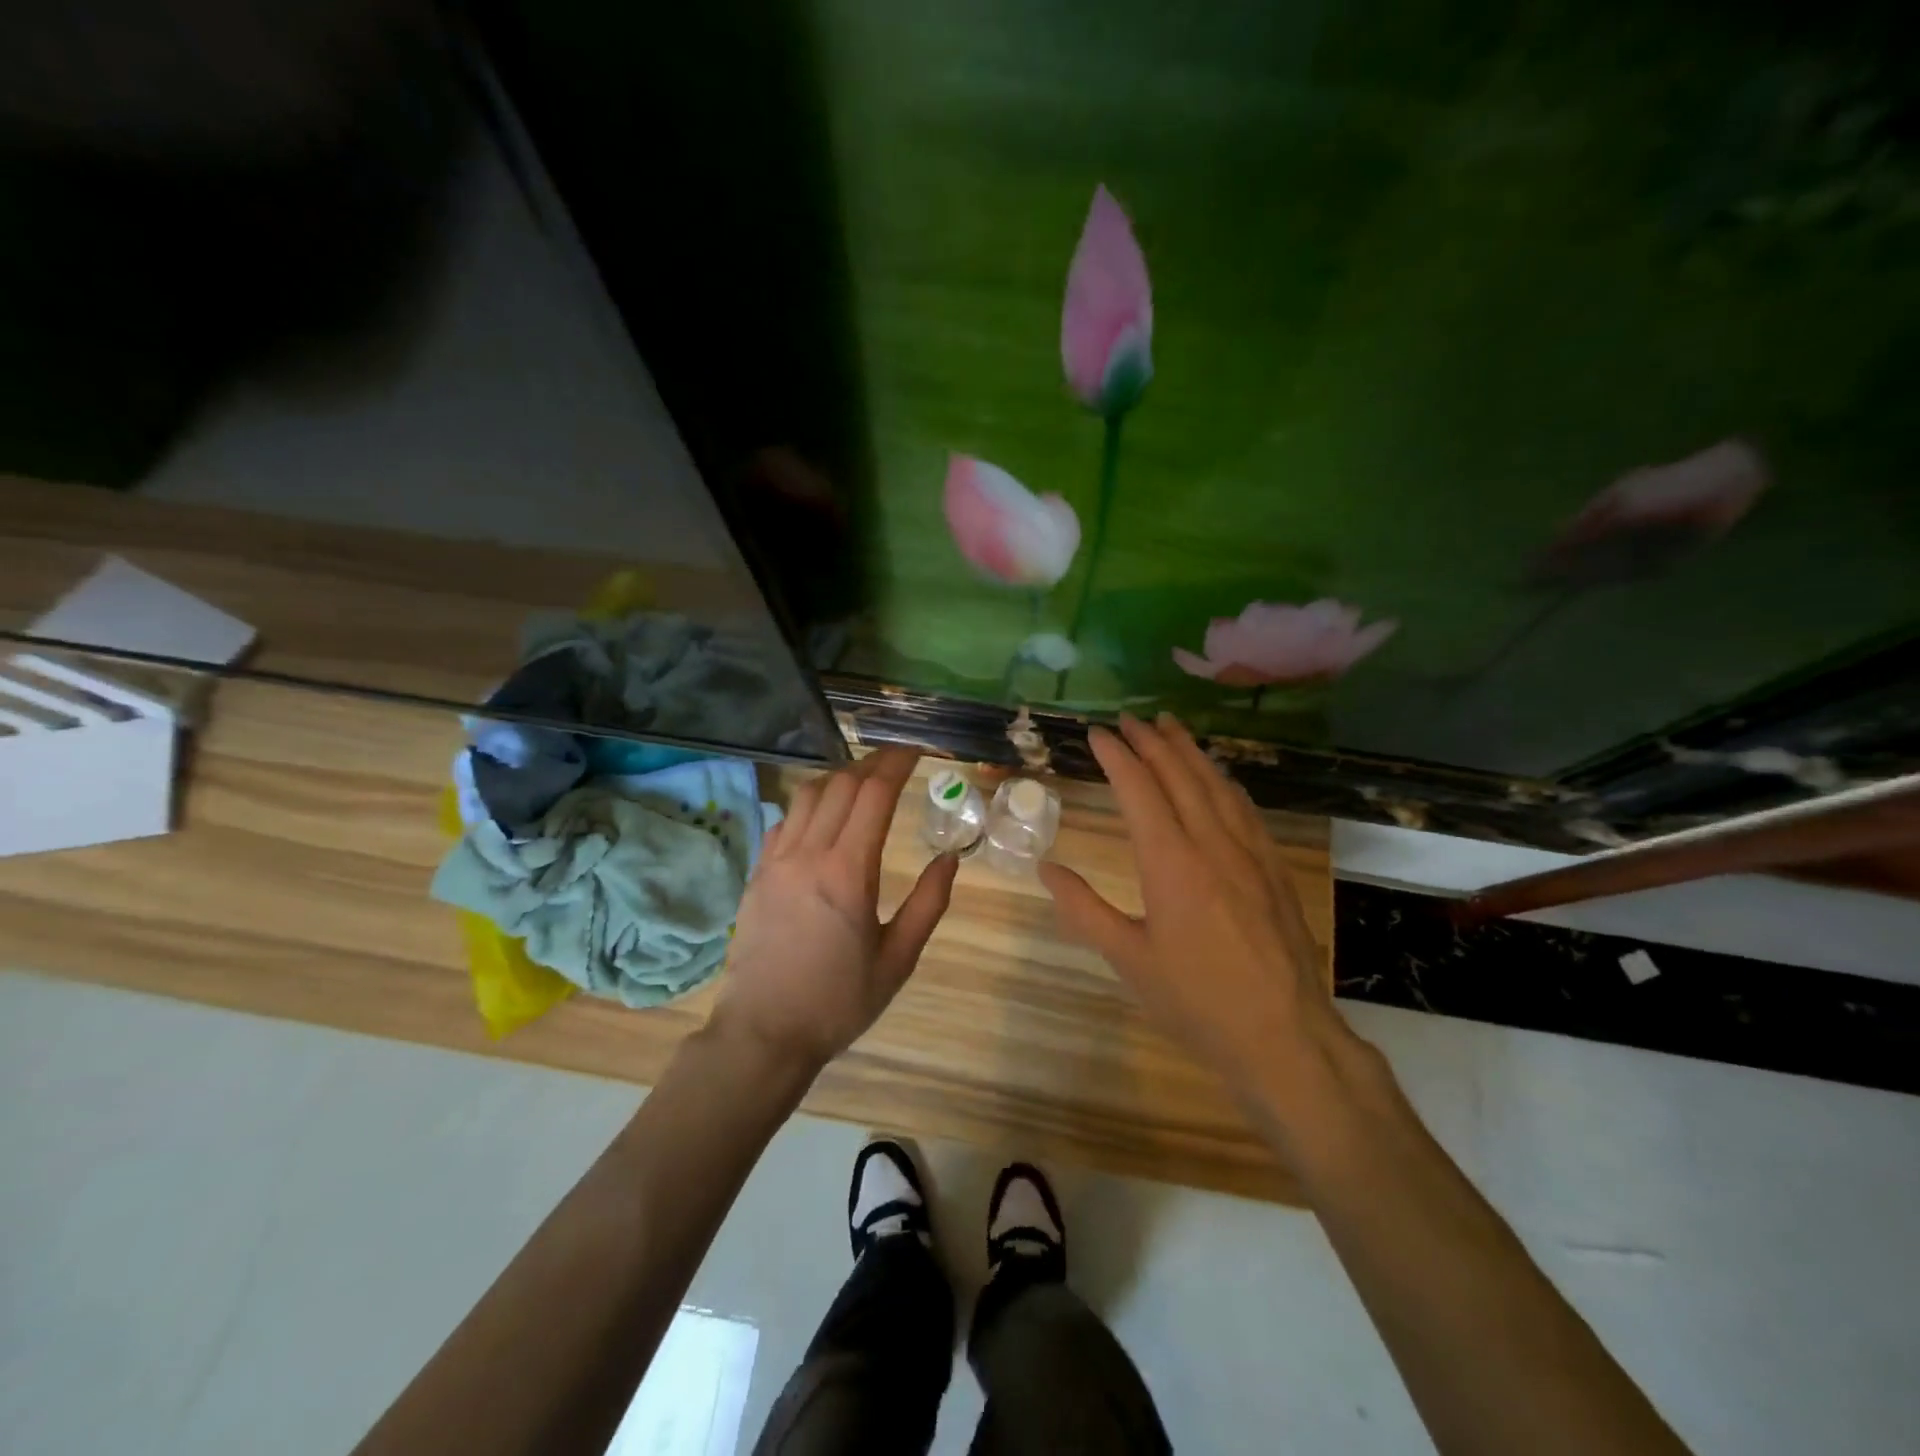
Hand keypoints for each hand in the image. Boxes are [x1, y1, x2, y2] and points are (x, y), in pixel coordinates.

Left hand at [717, 748, 958, 1071]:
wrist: (764, 1033)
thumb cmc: (838, 1002)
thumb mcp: (898, 960)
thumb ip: (928, 904)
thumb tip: (950, 858)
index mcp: (848, 873)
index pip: (873, 795)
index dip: (897, 764)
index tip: (917, 751)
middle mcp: (808, 854)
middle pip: (841, 784)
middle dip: (872, 764)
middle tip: (898, 764)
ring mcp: (776, 861)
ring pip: (808, 795)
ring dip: (840, 779)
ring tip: (864, 784)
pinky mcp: (757, 874)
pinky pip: (784, 820)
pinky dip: (810, 805)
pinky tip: (824, 818)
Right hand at [1039, 714, 1351, 1110]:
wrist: (1285, 1035)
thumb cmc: (1196, 1000)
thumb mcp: (1128, 959)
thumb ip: (1083, 909)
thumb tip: (1045, 869)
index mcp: (1171, 862)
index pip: (1139, 790)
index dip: (1117, 756)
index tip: (1097, 732)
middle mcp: (1212, 844)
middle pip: (1180, 775)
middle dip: (1152, 742)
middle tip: (1130, 718)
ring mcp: (1250, 852)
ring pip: (1216, 784)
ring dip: (1190, 751)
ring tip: (1170, 726)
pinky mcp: (1274, 868)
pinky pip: (1244, 807)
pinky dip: (1222, 781)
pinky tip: (1218, 778)